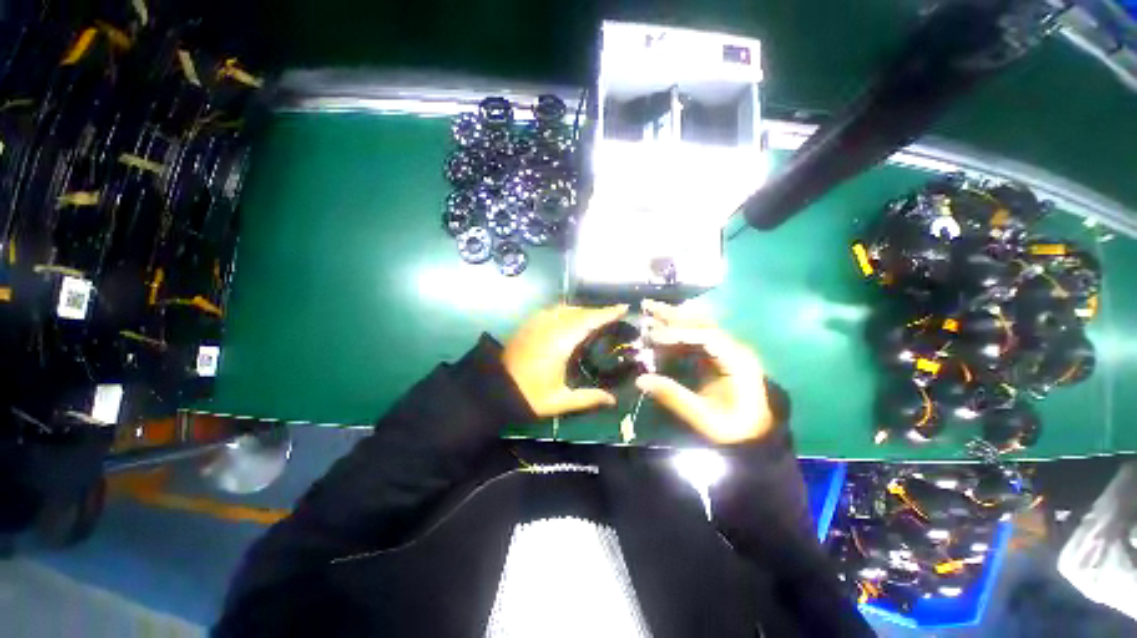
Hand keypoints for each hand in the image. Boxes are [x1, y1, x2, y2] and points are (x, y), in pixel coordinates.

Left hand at [503, 304, 628, 416]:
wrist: (493, 390)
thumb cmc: (528, 396)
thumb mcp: (560, 401)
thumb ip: (588, 398)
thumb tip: (612, 400)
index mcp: (561, 342)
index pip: (589, 320)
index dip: (607, 313)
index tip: (623, 307)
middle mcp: (550, 326)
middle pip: (579, 312)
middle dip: (597, 311)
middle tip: (612, 316)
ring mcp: (537, 323)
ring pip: (565, 309)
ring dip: (582, 310)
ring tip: (593, 317)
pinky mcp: (528, 325)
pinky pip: (552, 311)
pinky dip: (566, 311)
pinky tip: (569, 319)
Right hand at [636, 300, 773, 443]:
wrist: (755, 435)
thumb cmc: (733, 428)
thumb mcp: (704, 417)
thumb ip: (673, 397)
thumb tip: (640, 379)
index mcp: (737, 361)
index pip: (706, 336)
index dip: (678, 333)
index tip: (653, 337)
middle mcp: (733, 348)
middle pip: (701, 323)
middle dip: (673, 315)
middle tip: (647, 306)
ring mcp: (725, 349)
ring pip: (697, 326)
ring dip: (673, 318)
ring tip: (649, 310)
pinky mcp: (717, 355)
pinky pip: (695, 337)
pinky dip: (675, 333)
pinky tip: (659, 331)